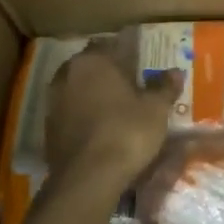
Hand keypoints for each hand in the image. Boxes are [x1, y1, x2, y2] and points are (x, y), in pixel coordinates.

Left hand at [44, 46, 180, 183]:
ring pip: (78, 88)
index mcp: (94, 60)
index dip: (127, 52)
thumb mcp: (156, 109)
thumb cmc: (126, 132)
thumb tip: (175, 72)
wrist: (87, 178)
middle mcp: (68, 74)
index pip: (110, 44)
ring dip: (93, 94)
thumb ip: (164, 87)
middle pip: (91, 65)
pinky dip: (83, 115)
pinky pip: (70, 112)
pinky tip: (100, 128)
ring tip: (116, 107)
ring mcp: (53, 101)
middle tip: (130, 84)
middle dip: (108, 72)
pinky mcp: (48, 128)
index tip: (141, 62)